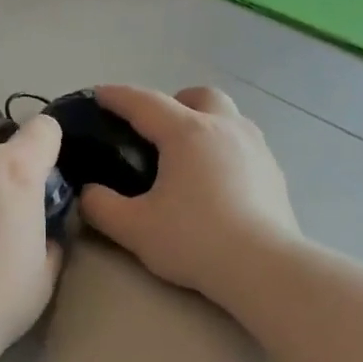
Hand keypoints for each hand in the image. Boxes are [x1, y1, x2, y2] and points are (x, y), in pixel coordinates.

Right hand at [78, 85, 300, 304]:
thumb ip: (101, 207)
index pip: (145, 102)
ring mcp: (257, 148)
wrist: (262, 267)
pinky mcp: (275, 173)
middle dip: (174, 103)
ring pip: (228, 117)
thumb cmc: (194, 241)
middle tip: (156, 132)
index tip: (99, 95)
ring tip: (189, 158)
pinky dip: (226, 151)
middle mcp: (225, 128)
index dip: (117, 97)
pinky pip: (245, 146)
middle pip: (198, 96)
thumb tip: (88, 193)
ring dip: (205, 124)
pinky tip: (219, 184)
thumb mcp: (134, 229)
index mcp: (187, 133)